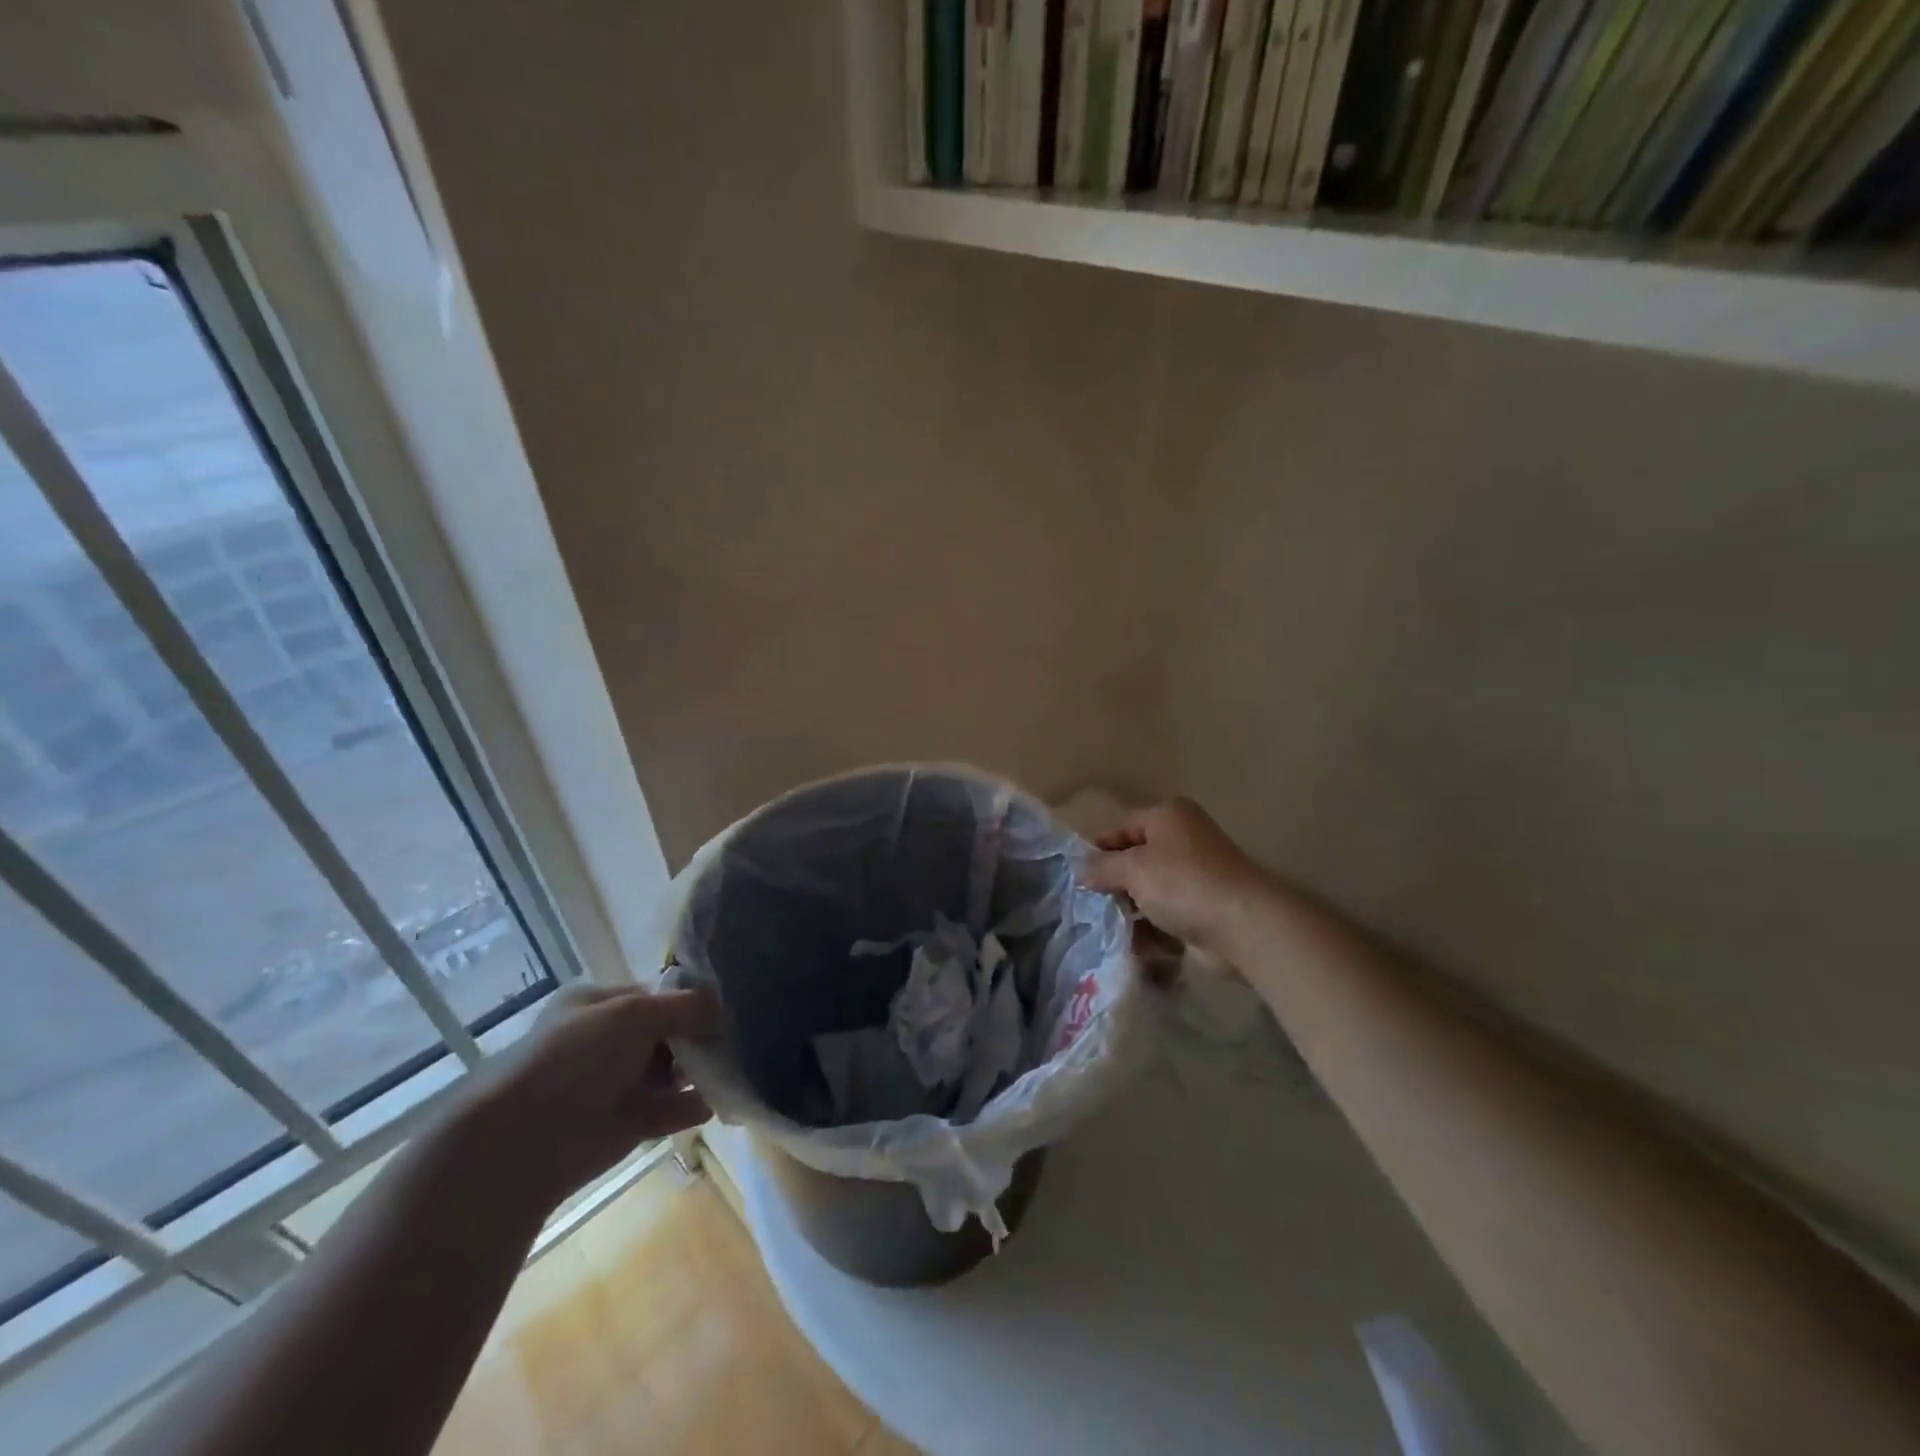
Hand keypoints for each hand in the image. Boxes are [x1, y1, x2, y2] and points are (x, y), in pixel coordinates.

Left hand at [453, 982, 723, 1214]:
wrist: (526, 1141)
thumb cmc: (577, 1059)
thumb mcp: (634, 1014)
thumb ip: (684, 1006)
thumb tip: (721, 1004)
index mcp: (598, 1005)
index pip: (655, 995)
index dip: (689, 1000)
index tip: (724, 1008)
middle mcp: (607, 1041)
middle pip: (667, 1034)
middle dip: (698, 1037)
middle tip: (733, 1041)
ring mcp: (616, 1084)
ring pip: (670, 1072)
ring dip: (699, 1072)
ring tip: (733, 1069)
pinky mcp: (626, 1124)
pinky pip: (669, 1110)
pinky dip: (692, 1107)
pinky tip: (717, 1102)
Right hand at [1079, 798, 1270, 955]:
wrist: (1242, 926)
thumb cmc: (1182, 882)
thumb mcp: (1132, 867)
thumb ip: (1101, 868)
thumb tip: (1080, 871)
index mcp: (1168, 817)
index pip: (1122, 827)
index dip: (1097, 849)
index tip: (1075, 874)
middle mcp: (1184, 842)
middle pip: (1136, 860)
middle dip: (1112, 883)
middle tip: (1085, 904)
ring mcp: (1196, 879)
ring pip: (1149, 892)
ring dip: (1128, 910)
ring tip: (1102, 928)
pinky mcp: (1202, 913)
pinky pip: (1165, 919)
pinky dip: (1148, 931)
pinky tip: (1129, 945)